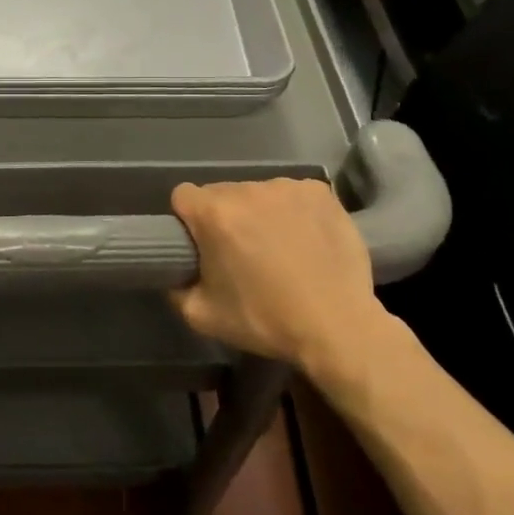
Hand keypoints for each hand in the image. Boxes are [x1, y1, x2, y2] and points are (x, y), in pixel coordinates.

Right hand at [168, 178, 391, 374]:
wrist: (338, 327)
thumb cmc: (265, 320)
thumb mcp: (202, 316)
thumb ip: (176, 288)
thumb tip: (175, 273)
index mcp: (214, 213)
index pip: (183, 196)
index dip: (188, 220)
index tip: (202, 245)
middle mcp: (247, 189)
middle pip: (221, 194)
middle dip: (225, 217)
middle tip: (242, 252)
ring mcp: (286, 187)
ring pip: (258, 193)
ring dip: (260, 213)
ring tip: (280, 248)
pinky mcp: (319, 192)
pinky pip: (293, 194)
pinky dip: (294, 211)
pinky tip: (306, 239)